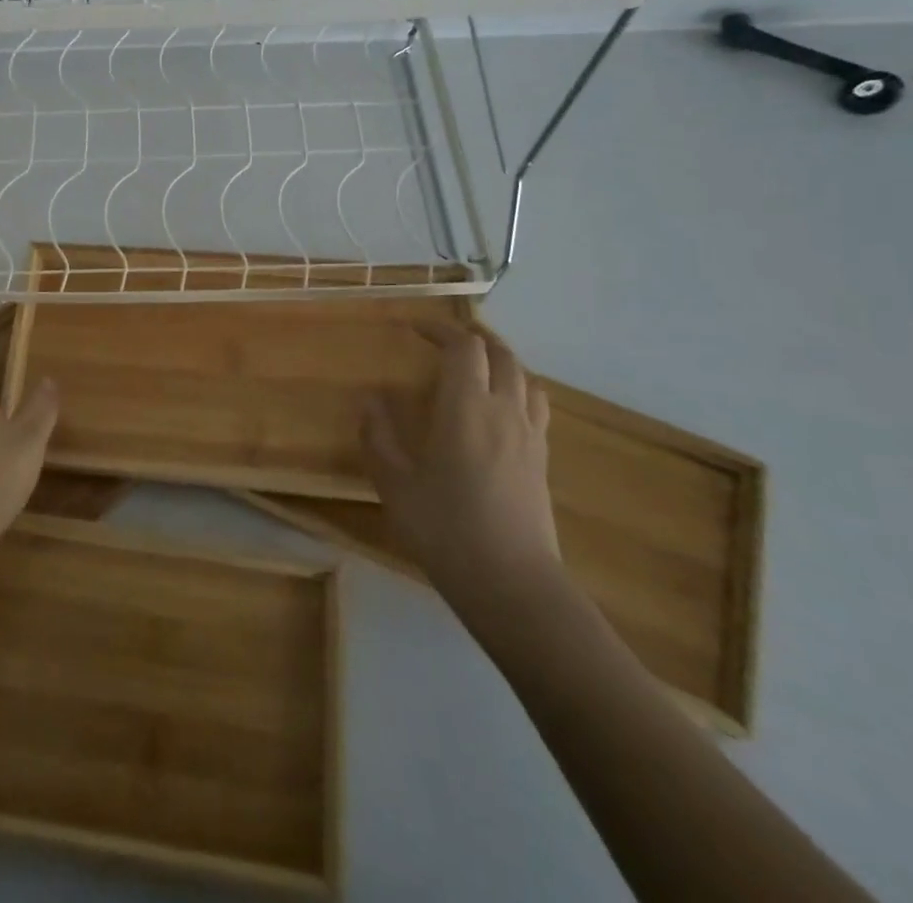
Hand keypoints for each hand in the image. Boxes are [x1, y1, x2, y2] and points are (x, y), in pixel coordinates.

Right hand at [363, 318, 560, 609]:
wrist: (513, 584)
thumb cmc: (446, 530)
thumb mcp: (396, 485)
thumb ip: (379, 437)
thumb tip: (370, 400)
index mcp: (466, 408)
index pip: (463, 347)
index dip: (440, 329)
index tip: (415, 328)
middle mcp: (503, 411)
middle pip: (500, 354)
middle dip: (473, 337)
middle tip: (445, 338)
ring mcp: (530, 435)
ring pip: (524, 377)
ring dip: (500, 359)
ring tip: (477, 365)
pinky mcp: (541, 459)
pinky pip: (535, 405)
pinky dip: (518, 388)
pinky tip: (501, 408)